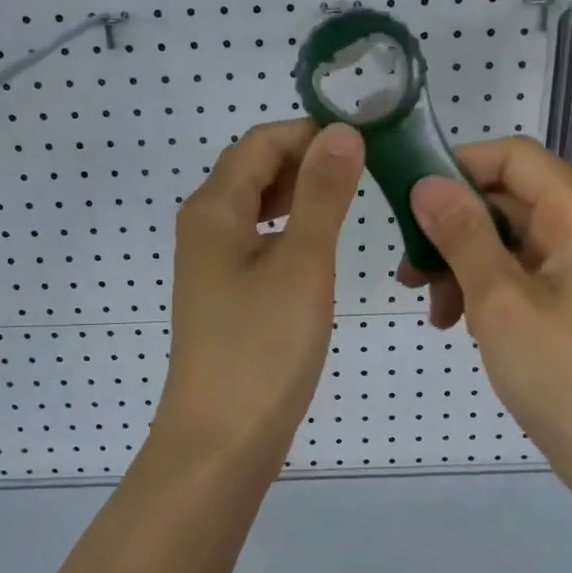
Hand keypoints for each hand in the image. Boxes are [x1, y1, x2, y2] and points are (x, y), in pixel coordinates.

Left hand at [154, 119, 365, 469]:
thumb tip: (342, 132)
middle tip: (367, 169)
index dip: (311, 131)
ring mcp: (211, 263)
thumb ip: (322, 193)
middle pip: (254, 169)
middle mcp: (204, 226)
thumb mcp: (302, 262)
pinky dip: (289, 229)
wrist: (221, 441)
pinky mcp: (224, 294)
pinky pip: (257, 240)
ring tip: (349, 199)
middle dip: (307, 159)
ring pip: (256, 206)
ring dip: (299, 193)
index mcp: (214, 208)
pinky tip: (318, 245)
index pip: (261, 142)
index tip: (366, 140)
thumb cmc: (263, 348)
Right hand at [399, 137, 571, 489]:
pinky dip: (484, 286)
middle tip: (407, 268)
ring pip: (507, 237)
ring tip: (430, 305)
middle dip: (452, 228)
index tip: (410, 199)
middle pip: (507, 199)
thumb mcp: (499, 301)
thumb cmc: (561, 375)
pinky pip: (519, 270)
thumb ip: (462, 235)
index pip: (514, 156)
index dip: (459, 168)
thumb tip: (426, 183)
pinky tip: (457, 322)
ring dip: (461, 262)